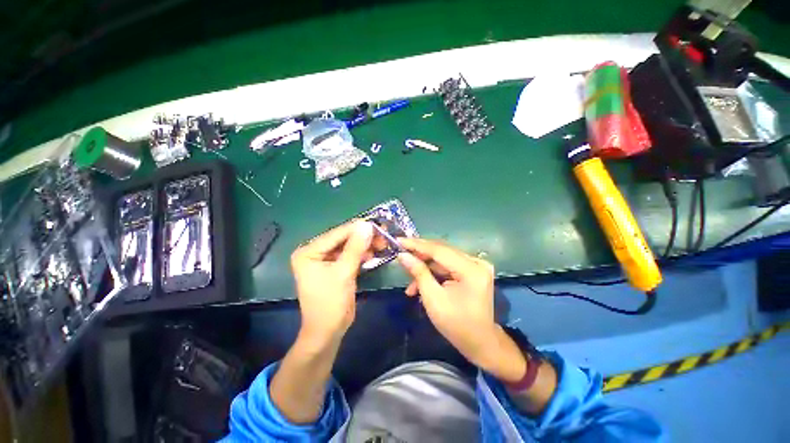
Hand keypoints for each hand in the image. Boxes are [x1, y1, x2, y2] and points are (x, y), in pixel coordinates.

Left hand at [291, 221, 373, 345]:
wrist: (328, 331)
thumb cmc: (331, 303)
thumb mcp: (344, 273)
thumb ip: (355, 247)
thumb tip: (367, 225)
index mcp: (309, 252)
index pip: (336, 234)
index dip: (357, 228)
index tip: (378, 224)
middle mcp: (315, 252)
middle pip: (343, 239)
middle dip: (363, 238)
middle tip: (382, 235)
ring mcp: (325, 260)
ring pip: (349, 246)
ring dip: (364, 245)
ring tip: (381, 245)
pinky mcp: (335, 267)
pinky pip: (350, 255)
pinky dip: (362, 254)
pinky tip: (373, 255)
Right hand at [396, 239, 501, 363]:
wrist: (479, 342)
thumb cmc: (456, 325)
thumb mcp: (433, 299)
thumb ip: (418, 273)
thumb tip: (402, 255)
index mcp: (471, 270)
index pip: (439, 250)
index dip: (416, 245)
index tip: (398, 240)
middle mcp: (476, 262)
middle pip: (441, 251)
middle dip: (419, 255)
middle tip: (400, 256)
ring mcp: (475, 265)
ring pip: (442, 259)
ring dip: (425, 268)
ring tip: (410, 284)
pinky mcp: (472, 270)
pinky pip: (448, 266)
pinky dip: (434, 273)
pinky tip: (421, 285)